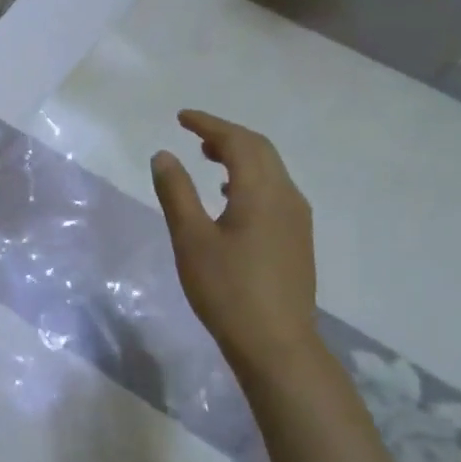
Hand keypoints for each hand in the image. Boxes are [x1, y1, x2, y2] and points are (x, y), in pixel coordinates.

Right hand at [150, 110, 319, 371]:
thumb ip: (176, 192)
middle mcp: (287, 197)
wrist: (276, 344)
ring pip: (271, 171)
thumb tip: (164, 155)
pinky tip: (230, 198)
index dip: (209, 124)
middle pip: (260, 150)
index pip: (237, 141)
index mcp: (262, 191)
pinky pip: (274, 191)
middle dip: (227, 136)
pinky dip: (250, 179)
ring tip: (209, 158)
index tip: (182, 117)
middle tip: (194, 133)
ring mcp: (296, 219)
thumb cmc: (227, 289)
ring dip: (240, 156)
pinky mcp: (297, 240)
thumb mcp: (191, 238)